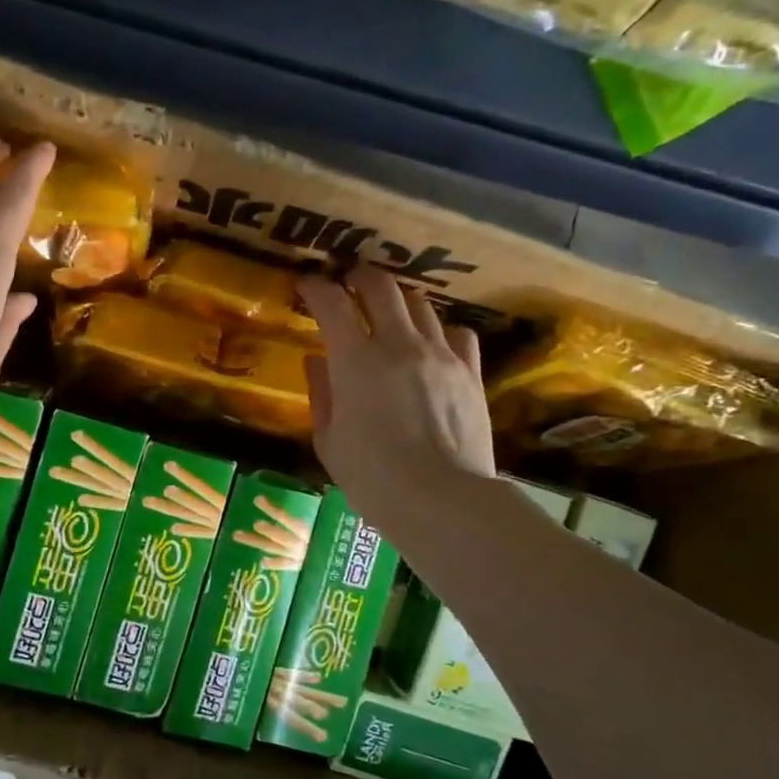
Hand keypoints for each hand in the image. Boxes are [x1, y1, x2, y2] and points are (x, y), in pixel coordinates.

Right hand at [297, 266, 495, 536]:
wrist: (441, 501)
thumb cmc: (372, 479)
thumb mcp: (329, 441)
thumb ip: (321, 393)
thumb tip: (317, 361)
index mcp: (355, 361)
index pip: (331, 303)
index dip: (315, 287)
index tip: (307, 285)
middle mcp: (399, 344)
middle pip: (381, 287)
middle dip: (360, 276)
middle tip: (349, 280)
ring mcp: (440, 355)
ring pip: (420, 304)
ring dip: (399, 301)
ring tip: (390, 311)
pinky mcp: (470, 372)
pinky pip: (458, 332)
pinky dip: (439, 329)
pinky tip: (432, 342)